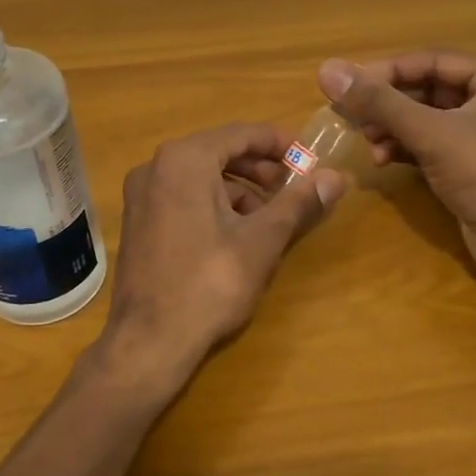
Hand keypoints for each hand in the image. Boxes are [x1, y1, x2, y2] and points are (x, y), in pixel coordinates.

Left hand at [97, 122, 344, 396]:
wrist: (147, 342)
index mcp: (184, 160)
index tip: (309, 159)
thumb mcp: (261, 241)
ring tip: (270, 216)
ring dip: (239, 188)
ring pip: (200, 175)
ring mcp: (141, 194)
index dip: (279, 143)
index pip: (241, 133)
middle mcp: (156, 166)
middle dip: (260, 168)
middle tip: (293, 187)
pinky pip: (182, 195)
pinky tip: (236, 233)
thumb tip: (336, 177)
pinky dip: (213, 203)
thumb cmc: (209, 283)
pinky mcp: (138, 220)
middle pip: (219, 151)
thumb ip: (298, 203)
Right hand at [317, 52, 475, 310]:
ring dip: (393, 128)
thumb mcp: (431, 133)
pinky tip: (382, 159)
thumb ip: (378, 101)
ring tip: (367, 143)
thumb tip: (327, 69)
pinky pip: (433, 146)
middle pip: (428, 89)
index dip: (386, 71)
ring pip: (428, 119)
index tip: (347, 86)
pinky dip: (406, 149)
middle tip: (350, 116)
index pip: (431, 61)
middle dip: (388, 104)